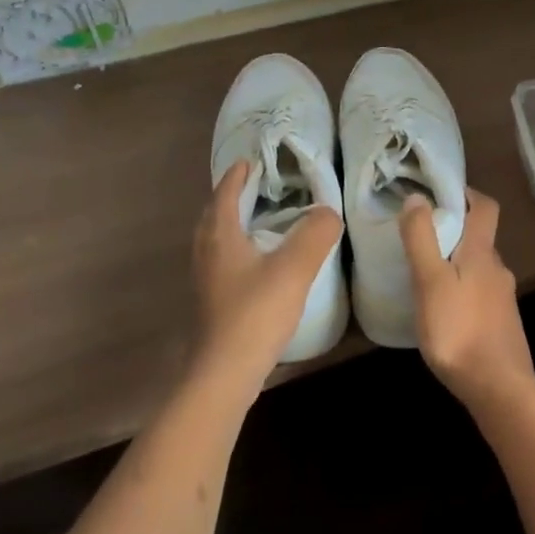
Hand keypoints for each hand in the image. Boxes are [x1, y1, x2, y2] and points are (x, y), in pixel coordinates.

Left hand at [192, 160, 342, 383]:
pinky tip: (258, 264)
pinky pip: (222, 262)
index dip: (237, 175)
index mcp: (220, 236)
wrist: (225, 373)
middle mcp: (206, 253)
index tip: (252, 161)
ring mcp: (206, 280)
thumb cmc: (256, 313)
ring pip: (216, 240)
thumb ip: (315, 234)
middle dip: (232, 197)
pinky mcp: (212, 302)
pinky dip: (237, 250)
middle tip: (256, 188)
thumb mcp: (294, 268)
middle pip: (214, 215)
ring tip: (259, 221)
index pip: (225, 193)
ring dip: (233, 224)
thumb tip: (328, 211)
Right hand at [400, 190, 534, 413]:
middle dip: (454, 230)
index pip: (485, 207)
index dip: (467, 193)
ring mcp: (503, 299)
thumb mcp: (430, 281)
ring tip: (424, 273)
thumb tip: (418, 197)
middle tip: (420, 236)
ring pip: (478, 268)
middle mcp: (498, 270)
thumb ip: (422, 239)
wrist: (499, 388)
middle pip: (480, 237)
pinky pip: (479, 293)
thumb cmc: (459, 330)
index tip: (440, 192)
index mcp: (482, 253)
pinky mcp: (501, 324)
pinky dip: (461, 289)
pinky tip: (442, 309)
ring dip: (456, 262)